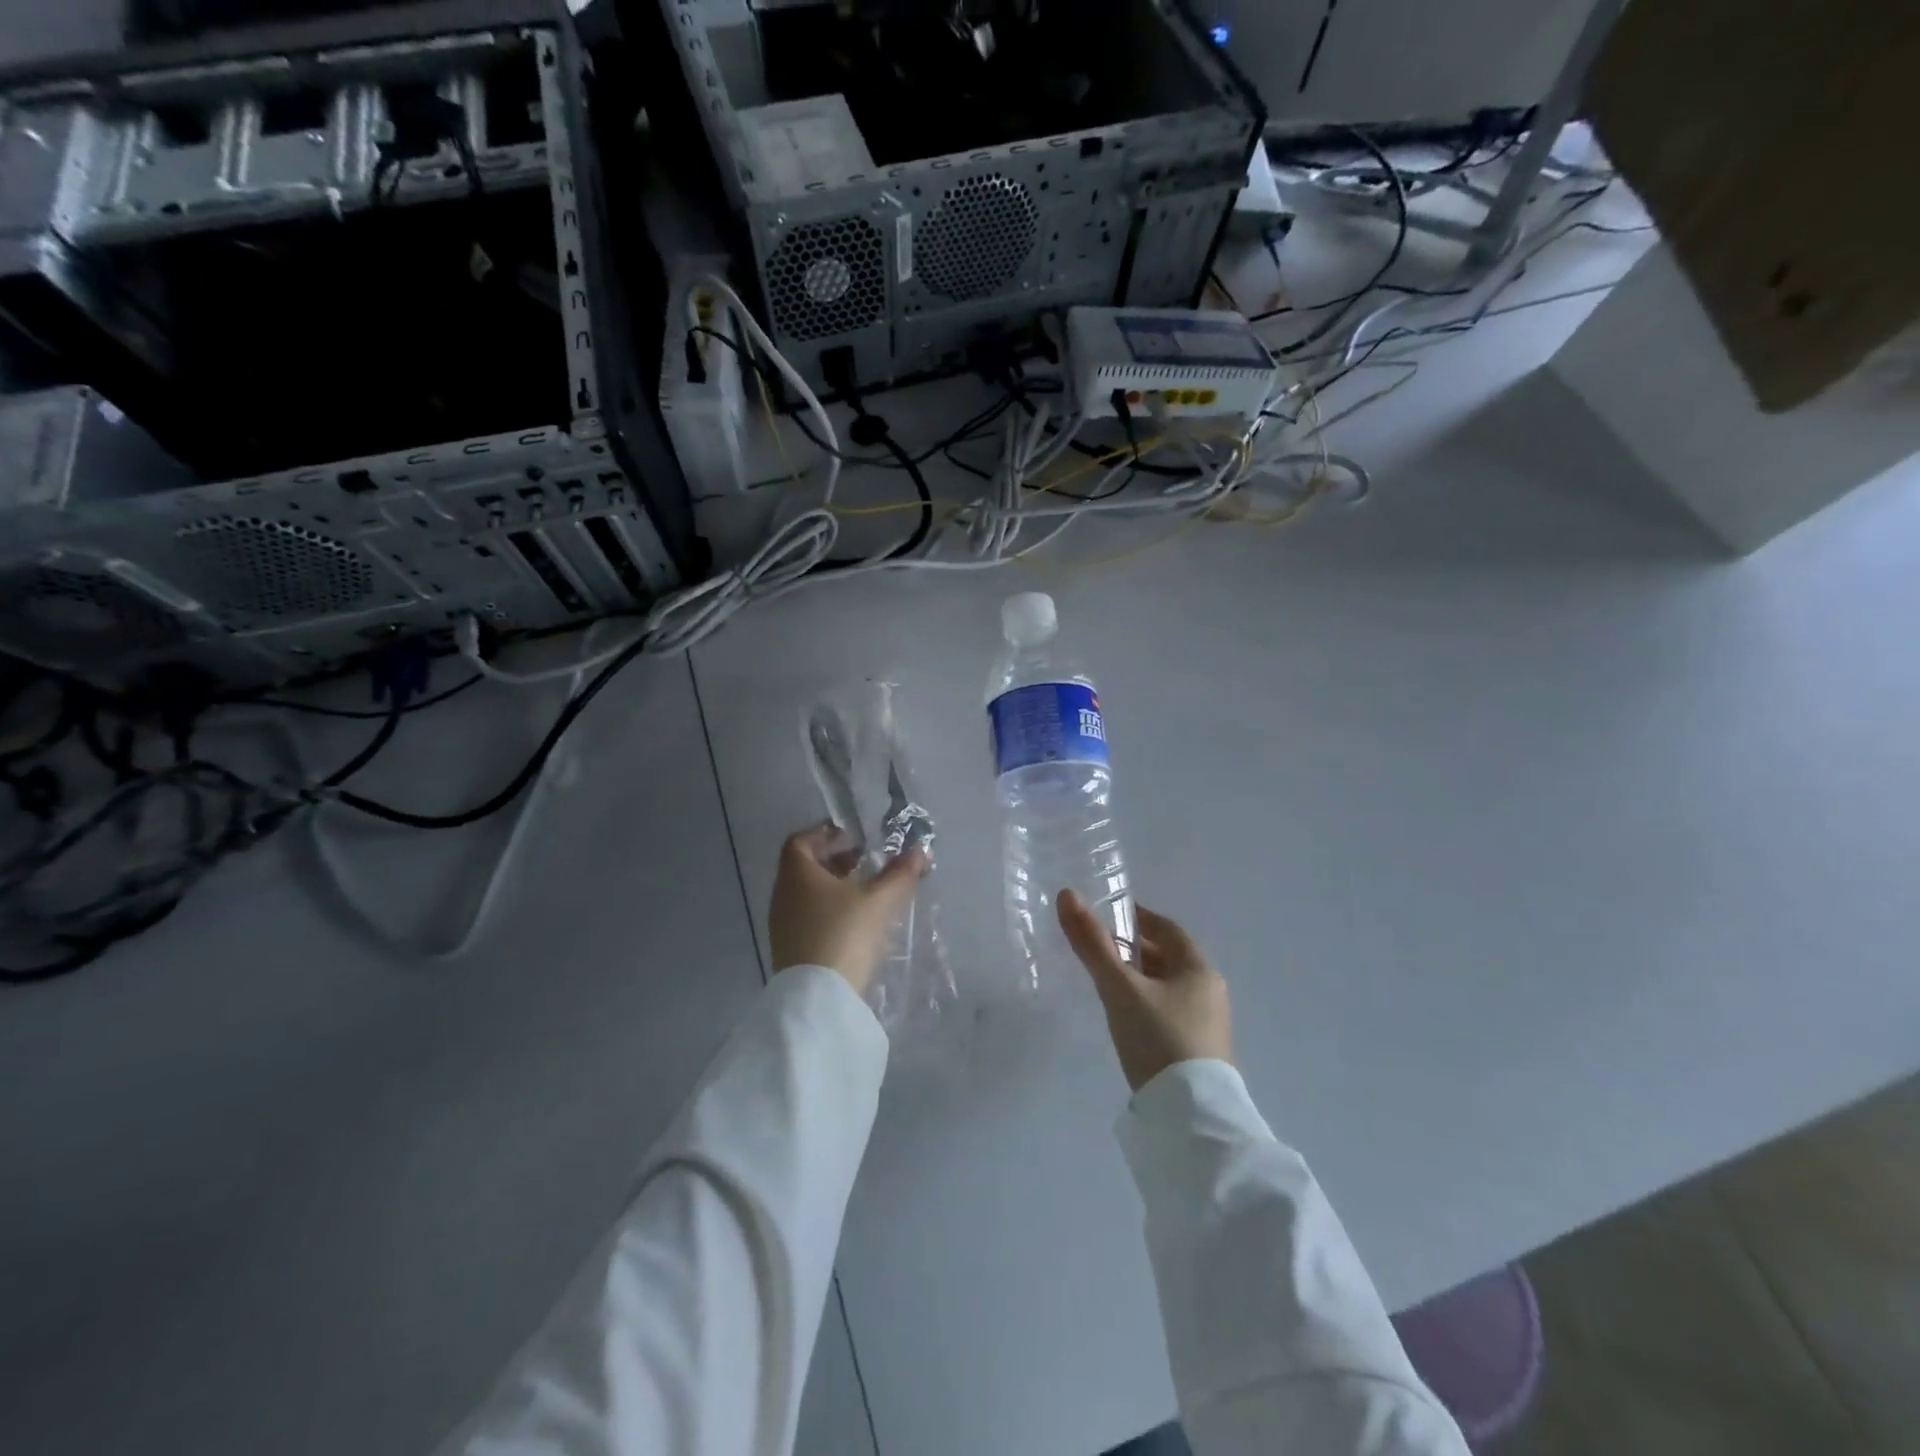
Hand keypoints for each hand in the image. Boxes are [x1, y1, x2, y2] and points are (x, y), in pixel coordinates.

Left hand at [769, 824, 926, 994]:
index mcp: (797, 874)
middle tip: (863, 861)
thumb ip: (901, 873)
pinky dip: (828, 910)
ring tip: (864, 892)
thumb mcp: (880, 900)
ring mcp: (783, 925)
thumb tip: (920, 850)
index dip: (826, 834)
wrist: (819, 998)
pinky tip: (853, 922)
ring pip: (806, 894)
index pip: (801, 841)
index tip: (853, 839)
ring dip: (832, 887)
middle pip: (804, 867)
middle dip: (834, 860)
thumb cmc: (845, 934)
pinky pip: (807, 917)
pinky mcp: (789, 949)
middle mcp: (783, 895)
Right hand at [1058, 891, 1231, 1091]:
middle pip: (1168, 958)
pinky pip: (1169, 1013)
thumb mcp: (1119, 988)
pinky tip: (1126, 1019)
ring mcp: (1207, 1026)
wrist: (1190, 1119)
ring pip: (1168, 988)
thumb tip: (1067, 894)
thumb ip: (1092, 944)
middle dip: (1135, 949)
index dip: (1138, 918)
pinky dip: (1146, 1004)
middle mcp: (1209, 992)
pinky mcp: (1198, 1054)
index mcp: (1199, 970)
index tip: (1108, 916)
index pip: (1168, 929)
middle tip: (1098, 949)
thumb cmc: (1158, 1039)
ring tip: (1105, 983)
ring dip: (1139, 979)